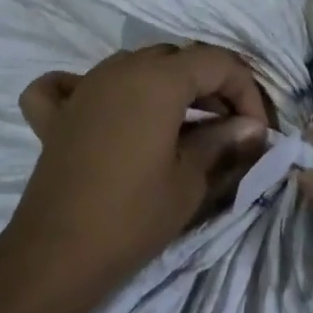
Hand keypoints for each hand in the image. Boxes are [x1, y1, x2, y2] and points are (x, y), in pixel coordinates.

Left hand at [4, 45, 271, 305]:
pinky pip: (71, 84)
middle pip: (176, 59)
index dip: (246, 91)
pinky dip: (92, 90)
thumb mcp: (190, 180)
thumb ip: (222, 142)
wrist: (58, 253)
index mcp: (158, 78)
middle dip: (209, 86)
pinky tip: (101, 111)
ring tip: (181, 125)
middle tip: (227, 129)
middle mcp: (120, 69)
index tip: (256, 131)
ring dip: (163, 86)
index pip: (217, 62)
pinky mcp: (56, 113)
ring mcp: (84, 86)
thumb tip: (250, 128)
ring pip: (133, 66)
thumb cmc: (133, 216)